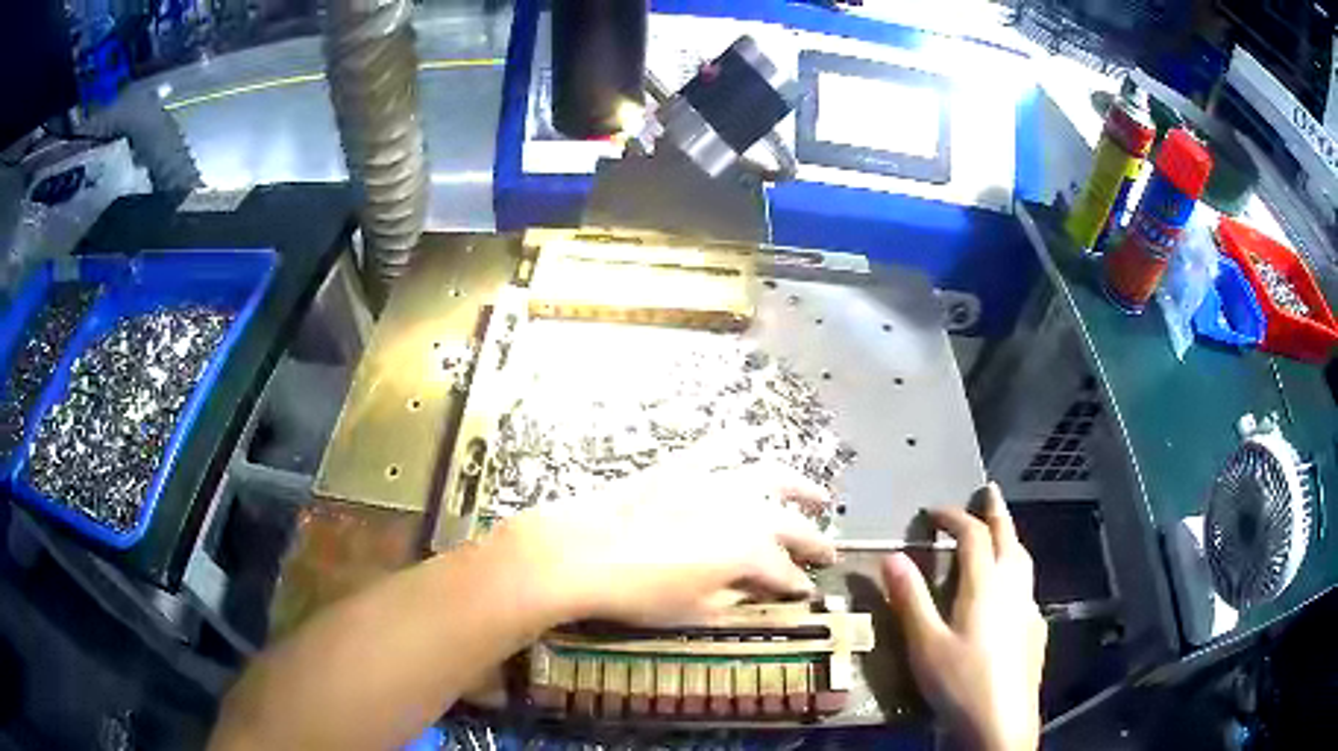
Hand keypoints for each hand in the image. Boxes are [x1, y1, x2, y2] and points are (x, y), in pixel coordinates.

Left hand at [490, 460, 835, 626]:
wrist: (582, 553)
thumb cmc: (639, 594)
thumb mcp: (694, 610)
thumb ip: (733, 598)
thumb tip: (753, 591)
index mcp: (749, 552)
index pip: (785, 572)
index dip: (798, 585)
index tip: (807, 591)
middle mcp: (744, 511)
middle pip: (791, 524)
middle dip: (815, 540)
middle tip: (829, 550)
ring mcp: (714, 482)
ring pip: (770, 476)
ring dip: (798, 485)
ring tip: (817, 493)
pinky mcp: (682, 466)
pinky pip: (715, 448)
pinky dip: (734, 443)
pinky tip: (747, 439)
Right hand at [881, 483, 1046, 750]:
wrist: (1001, 721)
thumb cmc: (959, 682)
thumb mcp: (925, 644)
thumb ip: (910, 599)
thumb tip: (892, 555)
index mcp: (985, 584)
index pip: (972, 535)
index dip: (953, 517)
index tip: (932, 511)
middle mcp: (1013, 586)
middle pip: (1008, 536)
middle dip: (995, 511)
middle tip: (988, 491)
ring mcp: (1029, 606)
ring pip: (1023, 558)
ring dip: (1010, 537)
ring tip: (1000, 532)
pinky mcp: (1036, 627)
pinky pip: (1028, 585)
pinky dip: (1017, 571)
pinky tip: (1010, 591)